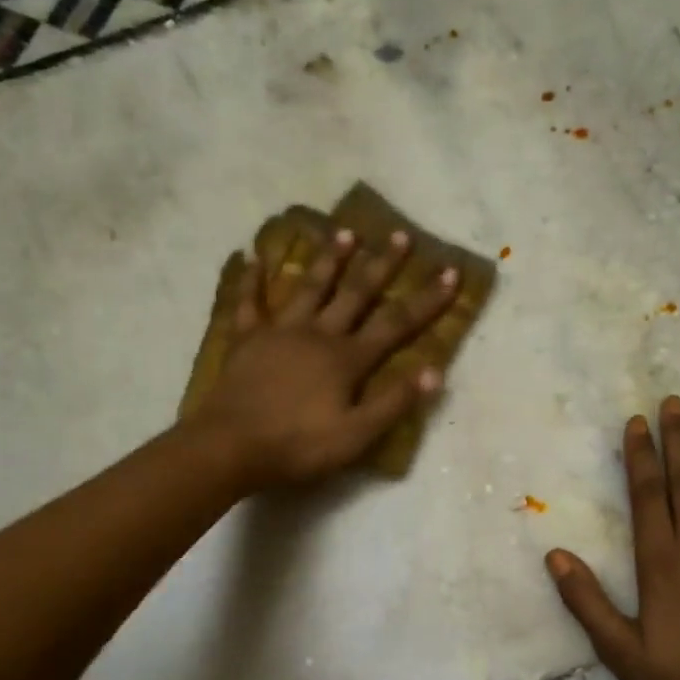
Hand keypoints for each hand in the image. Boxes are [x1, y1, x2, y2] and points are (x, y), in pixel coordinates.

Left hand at [194, 227, 458, 488]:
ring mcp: (280, 332)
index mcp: (347, 359)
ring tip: (345, 232)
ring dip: (329, 260)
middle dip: (382, 265)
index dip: (426, 300)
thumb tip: (436, 371)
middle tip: (399, 234)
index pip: (396, 324)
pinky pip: (249, 303)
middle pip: (356, 294)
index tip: (450, 272)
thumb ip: (394, 402)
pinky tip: (250, 255)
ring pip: (309, 288)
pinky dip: (250, 279)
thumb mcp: (356, 435)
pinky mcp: (246, 340)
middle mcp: (318, 334)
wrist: (229, 447)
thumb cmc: (298, 446)